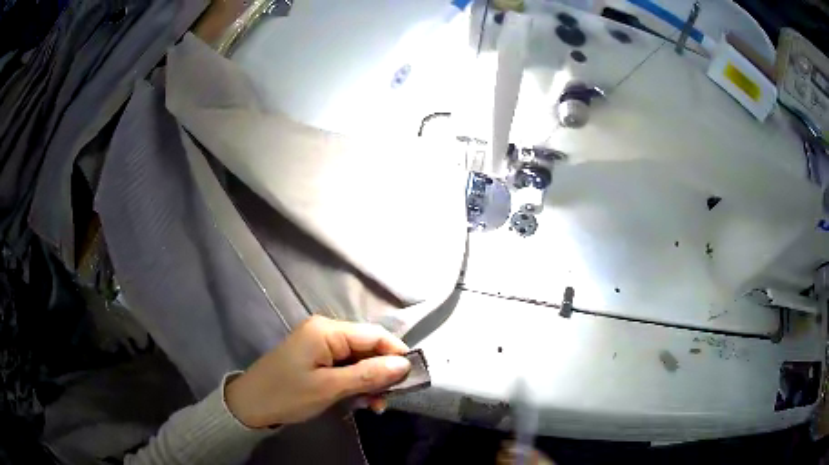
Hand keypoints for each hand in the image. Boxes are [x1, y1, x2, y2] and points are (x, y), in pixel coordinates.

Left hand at [226, 316, 410, 427]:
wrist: (250, 405)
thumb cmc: (287, 394)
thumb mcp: (330, 388)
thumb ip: (368, 374)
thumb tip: (404, 364)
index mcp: (327, 330)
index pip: (374, 335)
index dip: (396, 354)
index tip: (412, 378)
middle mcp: (326, 331)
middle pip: (368, 347)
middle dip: (383, 373)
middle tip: (390, 399)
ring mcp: (320, 345)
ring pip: (359, 359)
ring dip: (370, 381)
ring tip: (375, 406)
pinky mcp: (317, 358)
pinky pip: (346, 367)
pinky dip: (356, 383)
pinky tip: (361, 401)